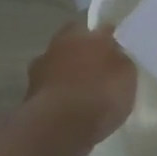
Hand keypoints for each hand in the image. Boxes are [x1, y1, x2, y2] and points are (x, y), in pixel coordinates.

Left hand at [26, 21, 136, 145]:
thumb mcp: (127, 76)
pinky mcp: (30, 93)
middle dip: (83, 52)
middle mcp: (60, 44)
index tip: (117, 51)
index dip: (109, 38)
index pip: (101, 28)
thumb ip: (120, 60)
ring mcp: (41, 68)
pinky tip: (69, 108)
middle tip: (97, 69)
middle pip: (73, 42)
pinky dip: (58, 94)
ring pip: (58, 64)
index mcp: (85, 34)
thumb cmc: (99, 95)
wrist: (59, 127)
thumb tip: (114, 54)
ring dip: (67, 73)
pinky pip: (50, 88)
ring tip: (82, 92)